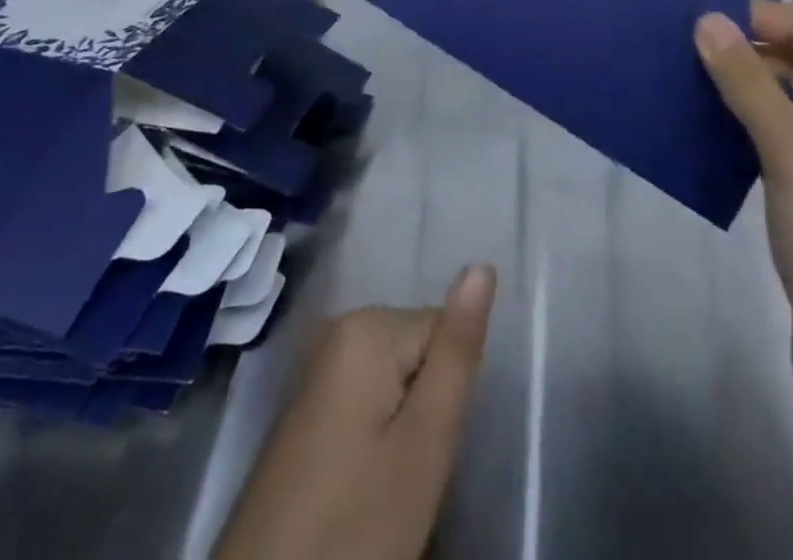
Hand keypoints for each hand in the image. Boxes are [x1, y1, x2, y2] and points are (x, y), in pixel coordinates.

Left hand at [212, 265, 496, 559]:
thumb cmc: (355, 526)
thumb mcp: (425, 444)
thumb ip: (457, 352)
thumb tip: (482, 266)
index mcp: (368, 326)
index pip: (445, 333)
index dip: (447, 394)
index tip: (424, 448)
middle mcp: (340, 330)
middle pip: (420, 353)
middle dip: (425, 410)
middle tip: (405, 474)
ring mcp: (319, 370)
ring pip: (398, 383)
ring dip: (402, 431)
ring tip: (380, 486)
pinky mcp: (309, 409)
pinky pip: (369, 404)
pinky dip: (375, 443)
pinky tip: (357, 488)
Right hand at [695, 4, 792, 452]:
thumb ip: (750, 84)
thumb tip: (708, 20)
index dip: (760, 16)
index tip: (696, 18)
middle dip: (745, 53)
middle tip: (676, 49)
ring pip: (786, 111)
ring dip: (740, 95)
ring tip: (677, 84)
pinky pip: (777, 153)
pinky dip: (742, 138)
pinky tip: (699, 139)